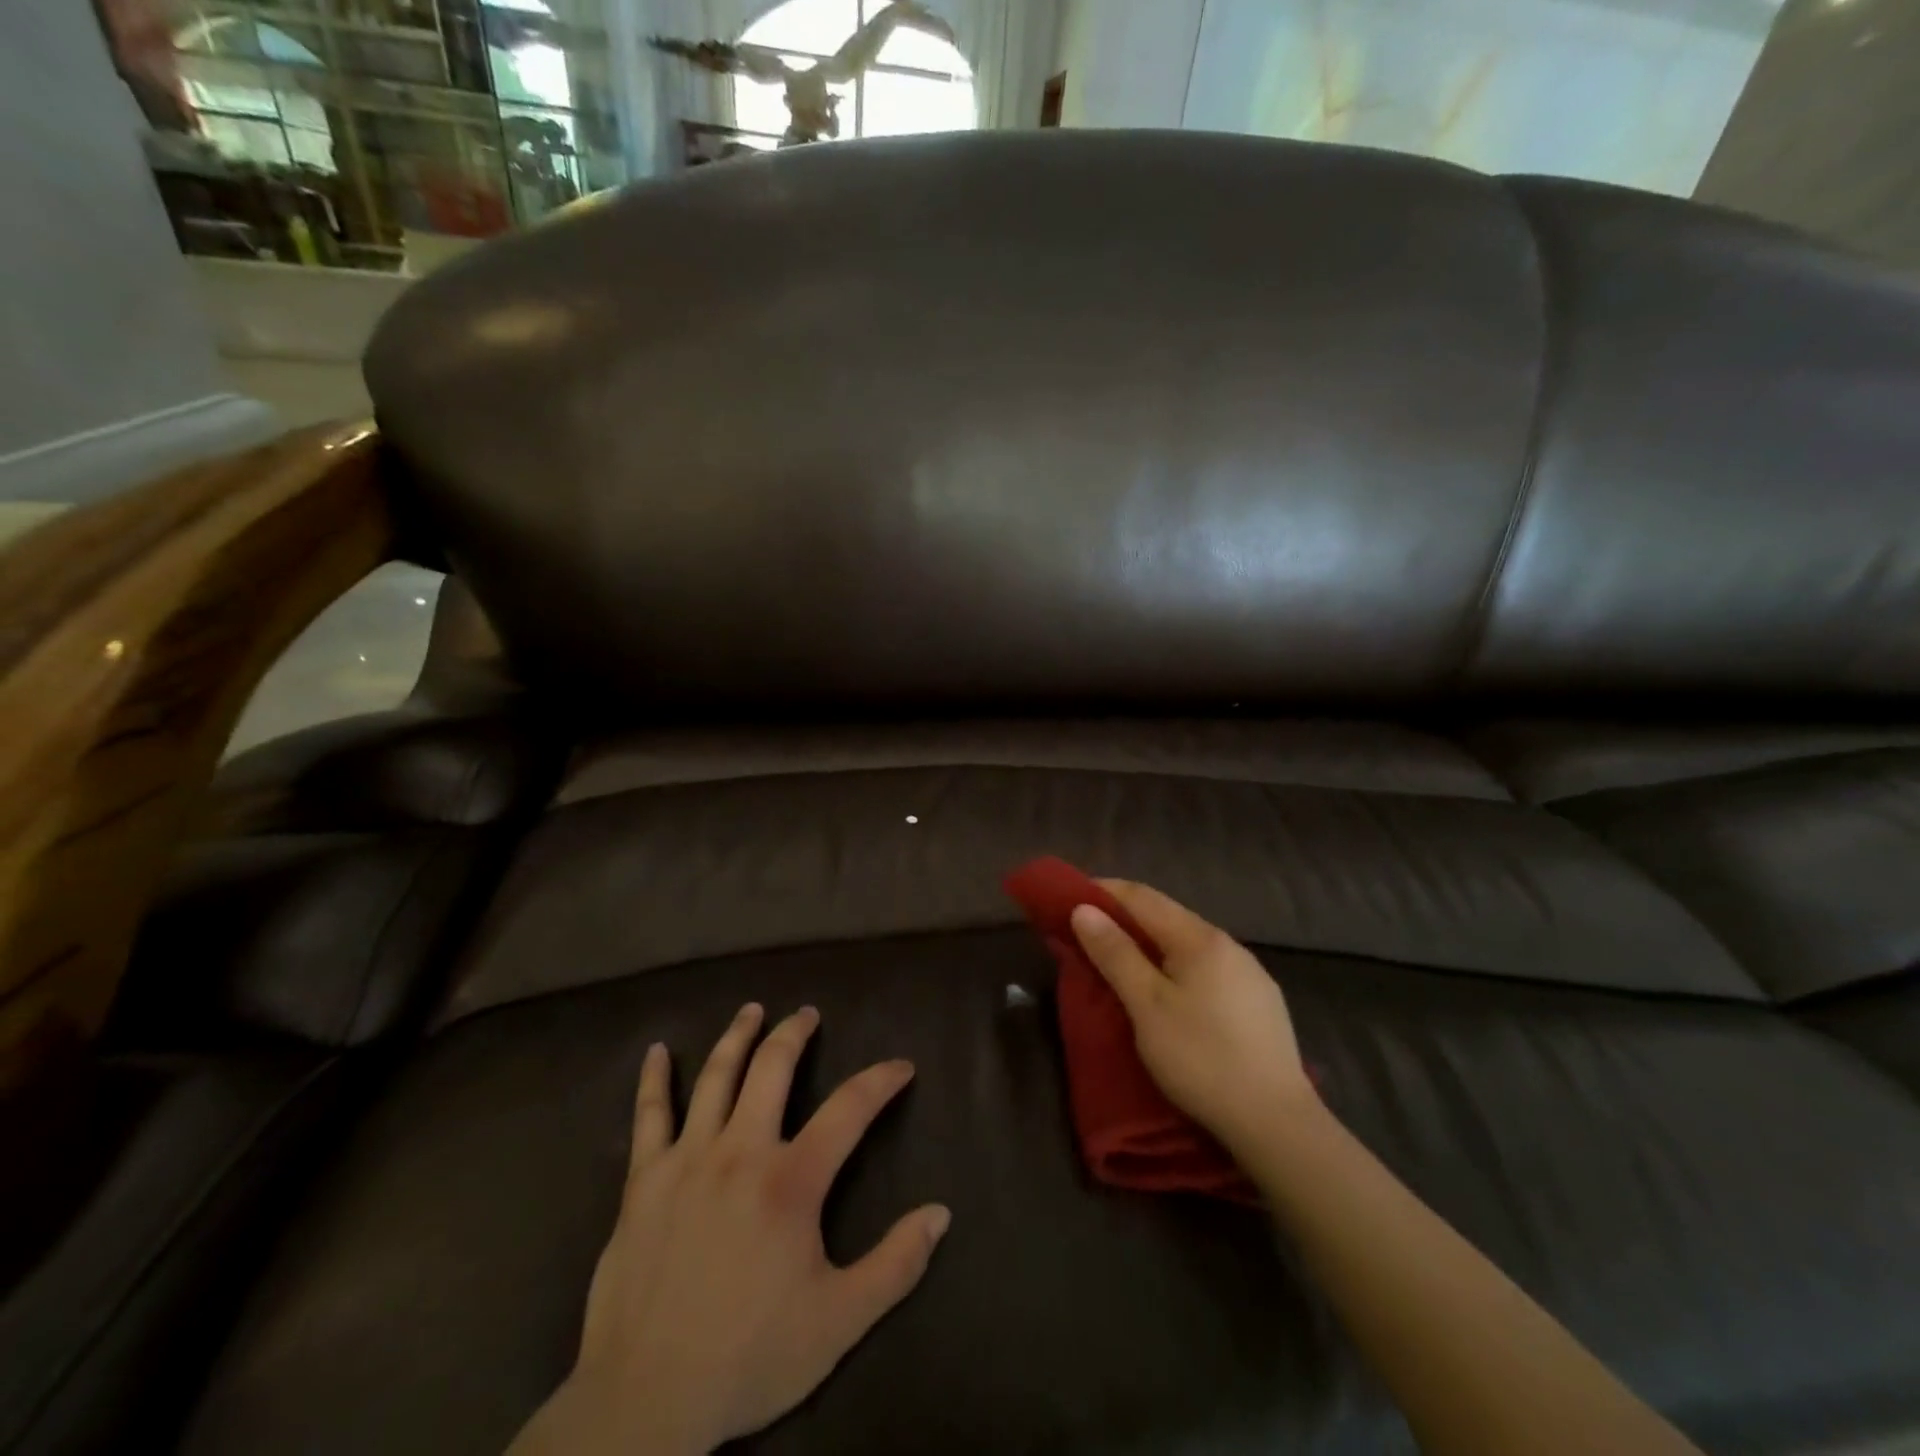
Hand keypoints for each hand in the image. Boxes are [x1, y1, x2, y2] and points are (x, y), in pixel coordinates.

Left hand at [509, 1004, 950, 1455]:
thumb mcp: (839, 1322)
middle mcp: (740, 1152)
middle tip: (809, 1013)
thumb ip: (895, 1264)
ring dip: (738, 1036)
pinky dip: (654, 1079)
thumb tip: (941, 1212)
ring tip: (754, 1010)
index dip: (881, 1081)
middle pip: (773, 1069)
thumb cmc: (749, 1358)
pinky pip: (649, 1116)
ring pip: (716, 1077)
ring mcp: (687, 1160)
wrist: (645, 1403)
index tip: (901, 1067)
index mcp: (790, 1181)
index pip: (849, 1109)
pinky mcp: (643, 1181)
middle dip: (795, 1034)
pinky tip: (657, 1050)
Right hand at [1070, 881, 1319, 1157]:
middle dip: (1127, 918)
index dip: (1105, 891)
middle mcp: (1229, 945)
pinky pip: (1208, 969)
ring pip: (1189, 944)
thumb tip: (1084, 909)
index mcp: (1200, 938)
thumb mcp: (1147, 1006)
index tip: (1071, 897)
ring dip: (1153, 943)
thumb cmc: (1200, 1058)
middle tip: (1090, 933)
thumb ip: (1115, 954)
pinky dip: (1178, 966)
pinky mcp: (1261, 1003)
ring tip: (1125, 961)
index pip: (1143, 897)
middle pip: (1168, 917)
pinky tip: (1173, 991)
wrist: (1277, 1123)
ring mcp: (1251, 974)